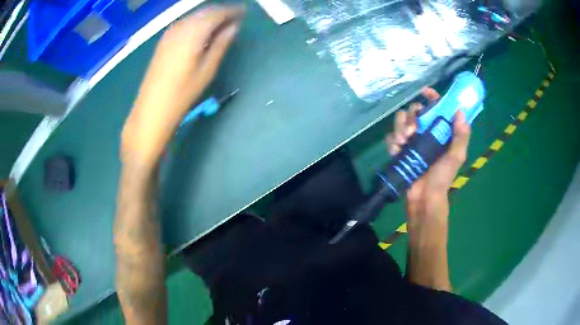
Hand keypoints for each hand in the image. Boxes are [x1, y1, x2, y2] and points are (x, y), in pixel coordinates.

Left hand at [121, 5, 244, 167]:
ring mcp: (169, 33)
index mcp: (193, 32)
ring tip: (221, 26)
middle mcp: (180, 27)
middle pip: (205, 11)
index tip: (244, 13)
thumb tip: (234, 27)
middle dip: (221, 12)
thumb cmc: (182, 93)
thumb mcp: (207, 69)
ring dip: (209, 17)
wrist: (152, 109)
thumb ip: (221, 44)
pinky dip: (197, 23)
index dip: (232, 11)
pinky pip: (185, 23)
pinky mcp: (163, 41)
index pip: (217, 13)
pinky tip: (202, 33)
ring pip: (194, 16)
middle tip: (235, 19)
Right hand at [385, 88, 470, 233]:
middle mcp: (425, 131)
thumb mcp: (456, 156)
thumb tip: (460, 111)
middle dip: (411, 117)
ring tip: (403, 142)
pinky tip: (396, 151)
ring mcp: (411, 140)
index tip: (425, 92)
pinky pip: (391, 137)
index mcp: (440, 131)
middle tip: (412, 132)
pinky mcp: (399, 149)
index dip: (432, 96)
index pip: (436, 107)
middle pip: (414, 110)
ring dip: (399, 128)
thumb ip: (461, 135)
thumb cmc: (443, 178)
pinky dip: (392, 142)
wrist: (424, 198)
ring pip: (400, 120)